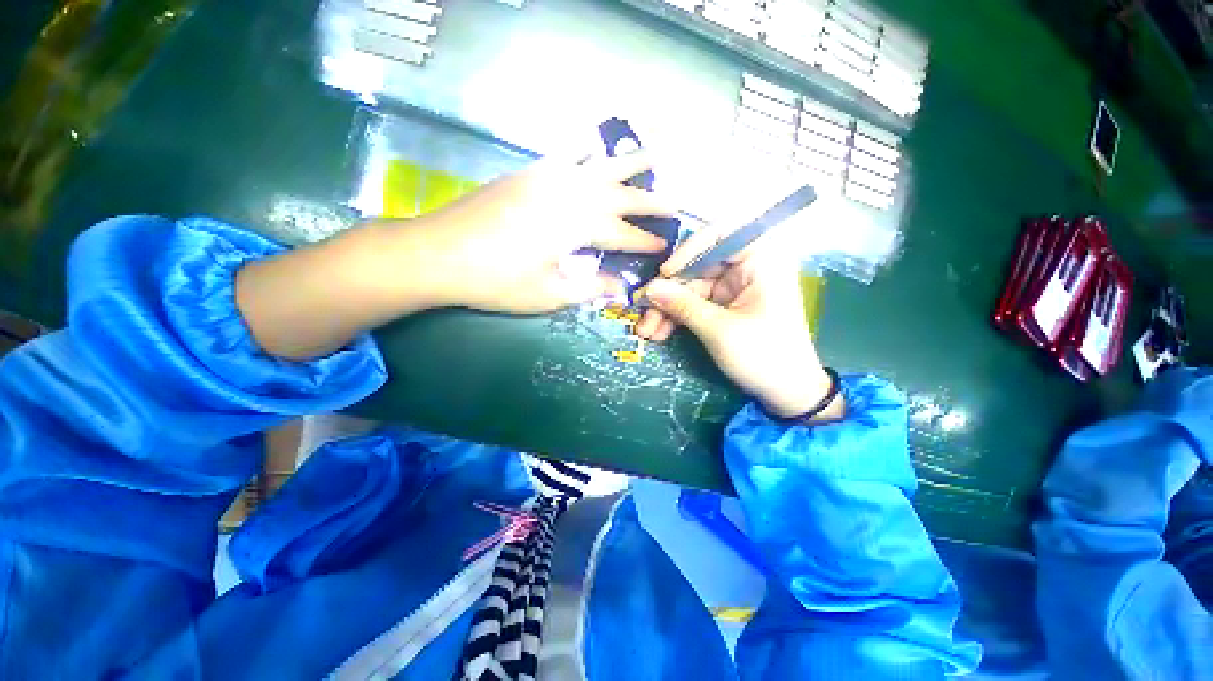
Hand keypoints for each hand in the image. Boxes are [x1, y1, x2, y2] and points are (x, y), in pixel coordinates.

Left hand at [401, 153, 674, 313]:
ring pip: (598, 166)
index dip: (645, 242)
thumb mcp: (549, 294)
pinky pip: (566, 156)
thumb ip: (590, 288)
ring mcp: (547, 178)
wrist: (438, 253)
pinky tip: (596, 146)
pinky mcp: (528, 174)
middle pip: (618, 195)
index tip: (664, 246)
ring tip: (652, 155)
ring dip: (627, 163)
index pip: (622, 234)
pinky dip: (587, 150)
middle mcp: (568, 193)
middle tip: (674, 203)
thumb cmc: (497, 281)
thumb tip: (621, 287)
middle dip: (648, 200)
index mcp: (575, 225)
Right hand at [635, 234, 841, 420]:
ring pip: (691, 289)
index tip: (665, 274)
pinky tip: (659, 333)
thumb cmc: (764, 356)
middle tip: (643, 312)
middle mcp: (747, 269)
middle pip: (697, 268)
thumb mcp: (719, 331)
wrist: (788, 393)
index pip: (720, 235)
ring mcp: (734, 290)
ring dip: (667, 310)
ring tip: (646, 331)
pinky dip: (678, 318)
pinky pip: (695, 305)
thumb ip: (683, 305)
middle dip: (668, 292)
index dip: (688, 251)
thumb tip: (650, 289)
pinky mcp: (726, 308)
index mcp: (760, 261)